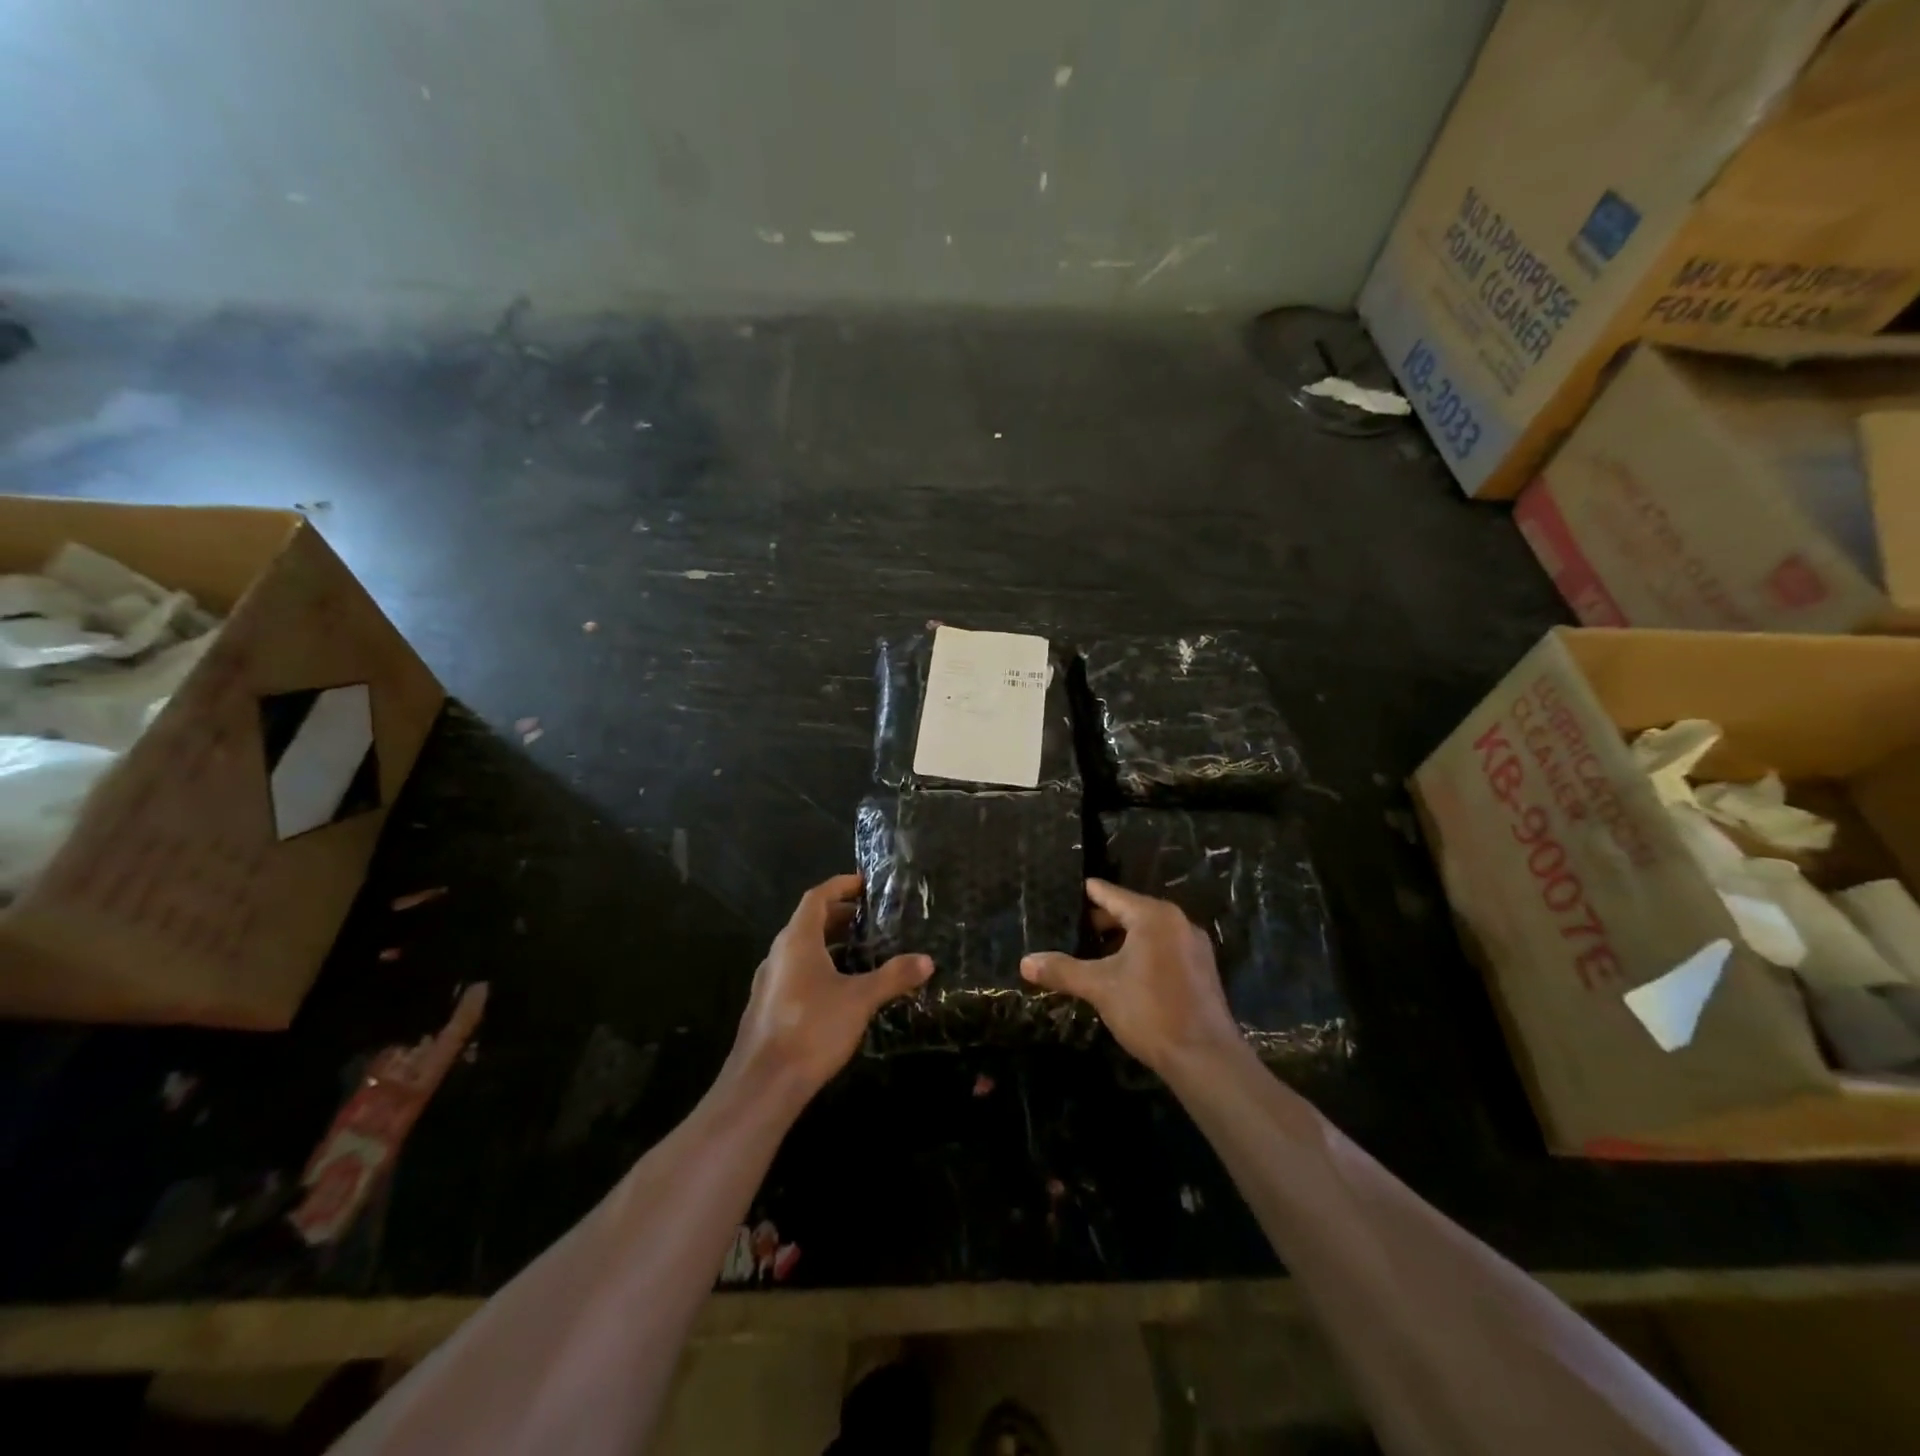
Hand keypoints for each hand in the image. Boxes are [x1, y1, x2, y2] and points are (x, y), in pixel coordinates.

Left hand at [725, 873, 932, 1102]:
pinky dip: (816, 966)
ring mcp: (768, 982)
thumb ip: (893, 977)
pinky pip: (794, 972)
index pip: (816, 898)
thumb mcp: (860, 1000)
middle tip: (867, 917)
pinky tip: (837, 988)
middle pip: (807, 922)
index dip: (839, 886)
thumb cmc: (812, 1029)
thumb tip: (926, 960)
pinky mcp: (767, 1007)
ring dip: (827, 942)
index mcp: (797, 941)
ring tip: (858, 950)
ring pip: (799, 949)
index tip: (862, 883)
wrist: (763, 1084)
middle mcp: (778, 954)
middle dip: (837, 915)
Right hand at [1020, 879, 1241, 1075]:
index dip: (1088, 893)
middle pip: (1132, 912)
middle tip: (1072, 927)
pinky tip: (1125, 973)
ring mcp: (1194, 947)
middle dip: (1102, 921)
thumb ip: (1063, 971)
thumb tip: (1025, 962)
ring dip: (1123, 939)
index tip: (1068, 891)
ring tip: (1094, 952)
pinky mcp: (1201, 971)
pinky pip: (1164, 949)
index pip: (1111, 894)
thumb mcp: (1100, 988)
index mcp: (1154, 916)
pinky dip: (1143, 953)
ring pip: (1149, 932)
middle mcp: (1177, 922)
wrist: (1205, 1058)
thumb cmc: (1150, 1011)